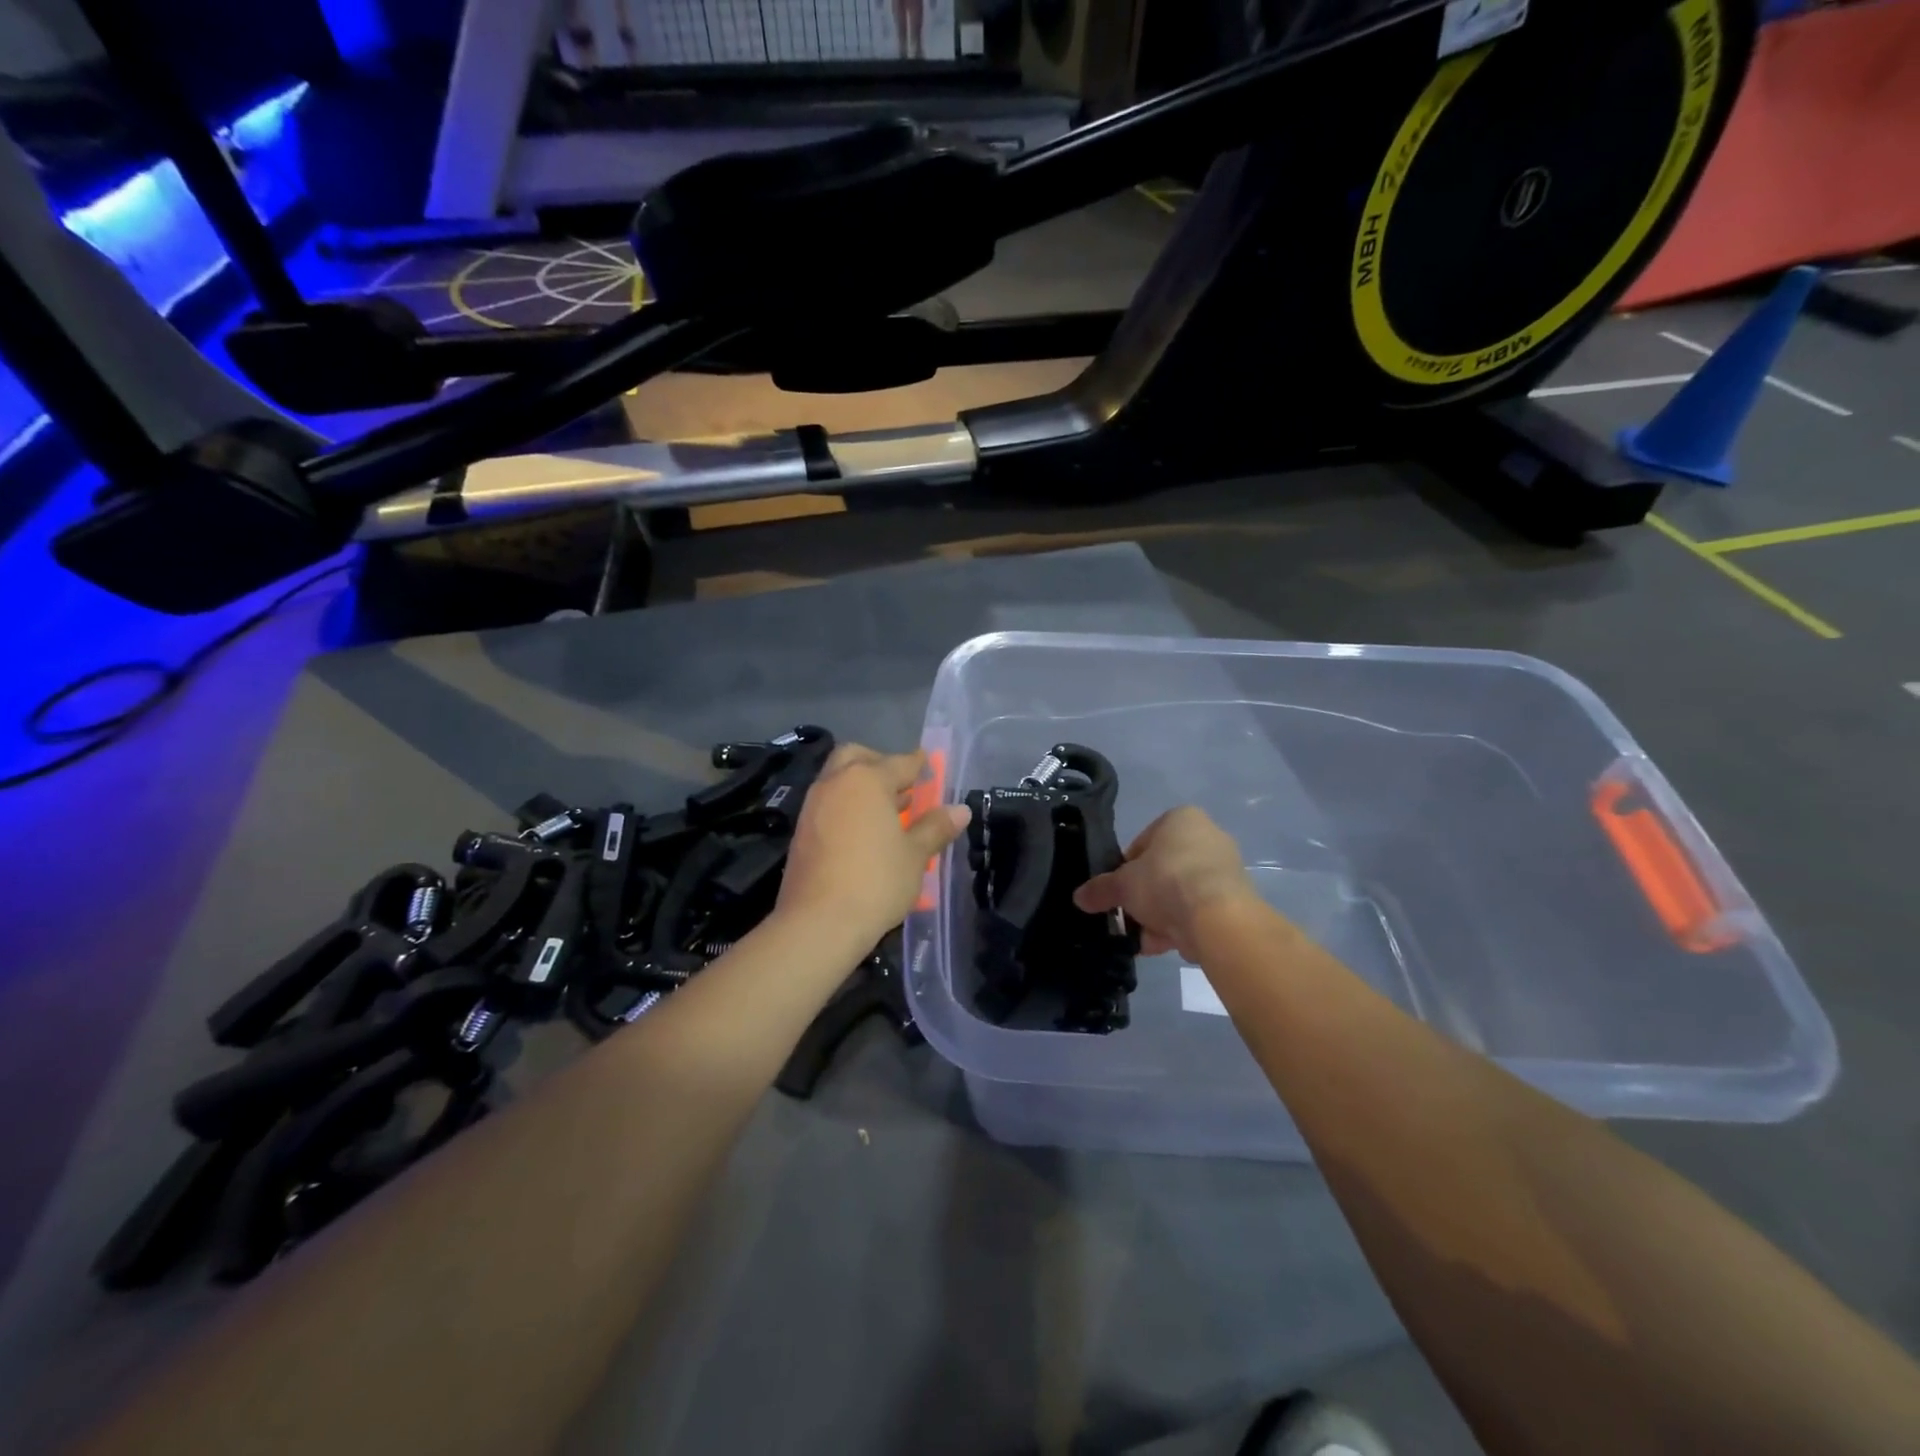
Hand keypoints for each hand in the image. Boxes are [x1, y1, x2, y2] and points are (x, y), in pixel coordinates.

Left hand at [776, 745, 969, 946]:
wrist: (818, 923)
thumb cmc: (876, 882)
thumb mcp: (916, 855)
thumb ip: (936, 827)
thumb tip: (960, 809)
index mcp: (866, 780)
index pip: (900, 762)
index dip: (919, 764)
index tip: (930, 766)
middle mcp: (836, 784)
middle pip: (857, 758)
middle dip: (880, 764)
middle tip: (902, 786)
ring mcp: (813, 806)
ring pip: (839, 781)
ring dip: (862, 787)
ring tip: (889, 813)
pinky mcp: (801, 832)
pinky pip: (829, 805)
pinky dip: (847, 807)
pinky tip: (864, 834)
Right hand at [1072, 807, 1258, 959]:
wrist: (1218, 919)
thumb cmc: (1165, 881)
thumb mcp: (1123, 885)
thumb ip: (1101, 889)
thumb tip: (1079, 897)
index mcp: (1181, 819)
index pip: (1143, 842)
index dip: (1125, 869)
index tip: (1118, 890)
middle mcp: (1208, 837)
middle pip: (1163, 870)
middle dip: (1144, 898)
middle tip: (1129, 916)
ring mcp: (1225, 870)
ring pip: (1180, 894)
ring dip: (1160, 917)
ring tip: (1143, 939)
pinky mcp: (1235, 901)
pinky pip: (1198, 912)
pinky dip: (1181, 928)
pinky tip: (1163, 946)